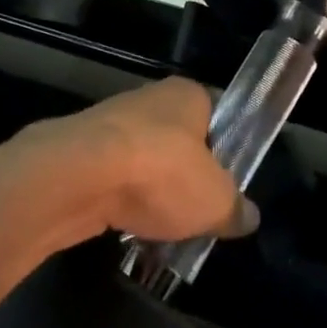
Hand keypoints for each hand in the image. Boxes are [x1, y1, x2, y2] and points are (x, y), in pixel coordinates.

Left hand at [0, 79, 255, 245]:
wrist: (78, 177)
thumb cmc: (162, 172)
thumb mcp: (216, 201)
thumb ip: (234, 208)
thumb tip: (248, 216)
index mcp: (187, 95)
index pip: (216, 114)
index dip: (226, 149)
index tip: (229, 184)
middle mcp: (148, 99)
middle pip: (177, 141)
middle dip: (185, 177)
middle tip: (198, 213)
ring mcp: (109, 124)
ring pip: (143, 163)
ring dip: (151, 193)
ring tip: (164, 231)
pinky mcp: (80, 153)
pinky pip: (113, 181)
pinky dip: (121, 203)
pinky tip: (129, 232)